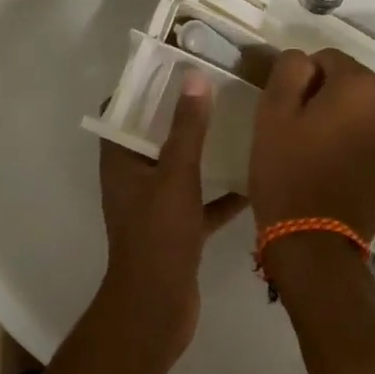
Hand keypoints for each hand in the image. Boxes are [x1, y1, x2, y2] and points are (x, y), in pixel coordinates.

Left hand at [96, 73, 246, 364]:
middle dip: (181, 114)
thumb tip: (193, 77)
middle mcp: (133, 179)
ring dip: (203, 151)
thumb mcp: (176, 175)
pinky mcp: (178, 230)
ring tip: (237, 124)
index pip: (121, 111)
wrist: (157, 308)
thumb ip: (186, 128)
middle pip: (154, 136)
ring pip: (180, 168)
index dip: (142, 87)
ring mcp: (155, 206)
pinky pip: (200, 202)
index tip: (174, 65)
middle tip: (217, 88)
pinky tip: (254, 179)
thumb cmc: (158, 236)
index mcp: (120, 161)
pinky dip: (221, 192)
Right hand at [250, 49, 374, 238]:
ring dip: (346, 121)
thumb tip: (304, 59)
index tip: (287, 110)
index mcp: (362, 85)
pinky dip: (359, 146)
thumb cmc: (288, 171)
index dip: (302, 80)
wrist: (314, 241)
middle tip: (301, 130)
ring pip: (366, 113)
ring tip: (318, 151)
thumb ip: (290, 69)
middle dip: (328, 97)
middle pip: (353, 84)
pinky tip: (336, 171)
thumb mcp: (273, 111)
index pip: (327, 58)